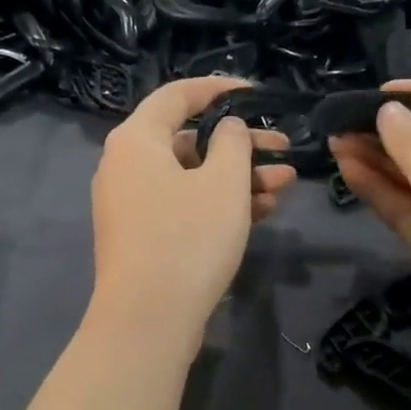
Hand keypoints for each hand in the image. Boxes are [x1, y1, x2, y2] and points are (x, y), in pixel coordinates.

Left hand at [89, 77, 297, 344]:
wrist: (148, 320)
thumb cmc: (188, 239)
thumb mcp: (224, 183)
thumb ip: (233, 142)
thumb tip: (228, 128)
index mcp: (137, 140)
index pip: (177, 95)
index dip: (219, 89)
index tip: (257, 94)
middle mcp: (126, 165)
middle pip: (190, 140)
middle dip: (242, 146)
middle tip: (284, 149)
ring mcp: (132, 204)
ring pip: (192, 176)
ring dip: (238, 178)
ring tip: (284, 186)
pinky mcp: (142, 236)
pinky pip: (183, 205)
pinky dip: (218, 204)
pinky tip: (261, 211)